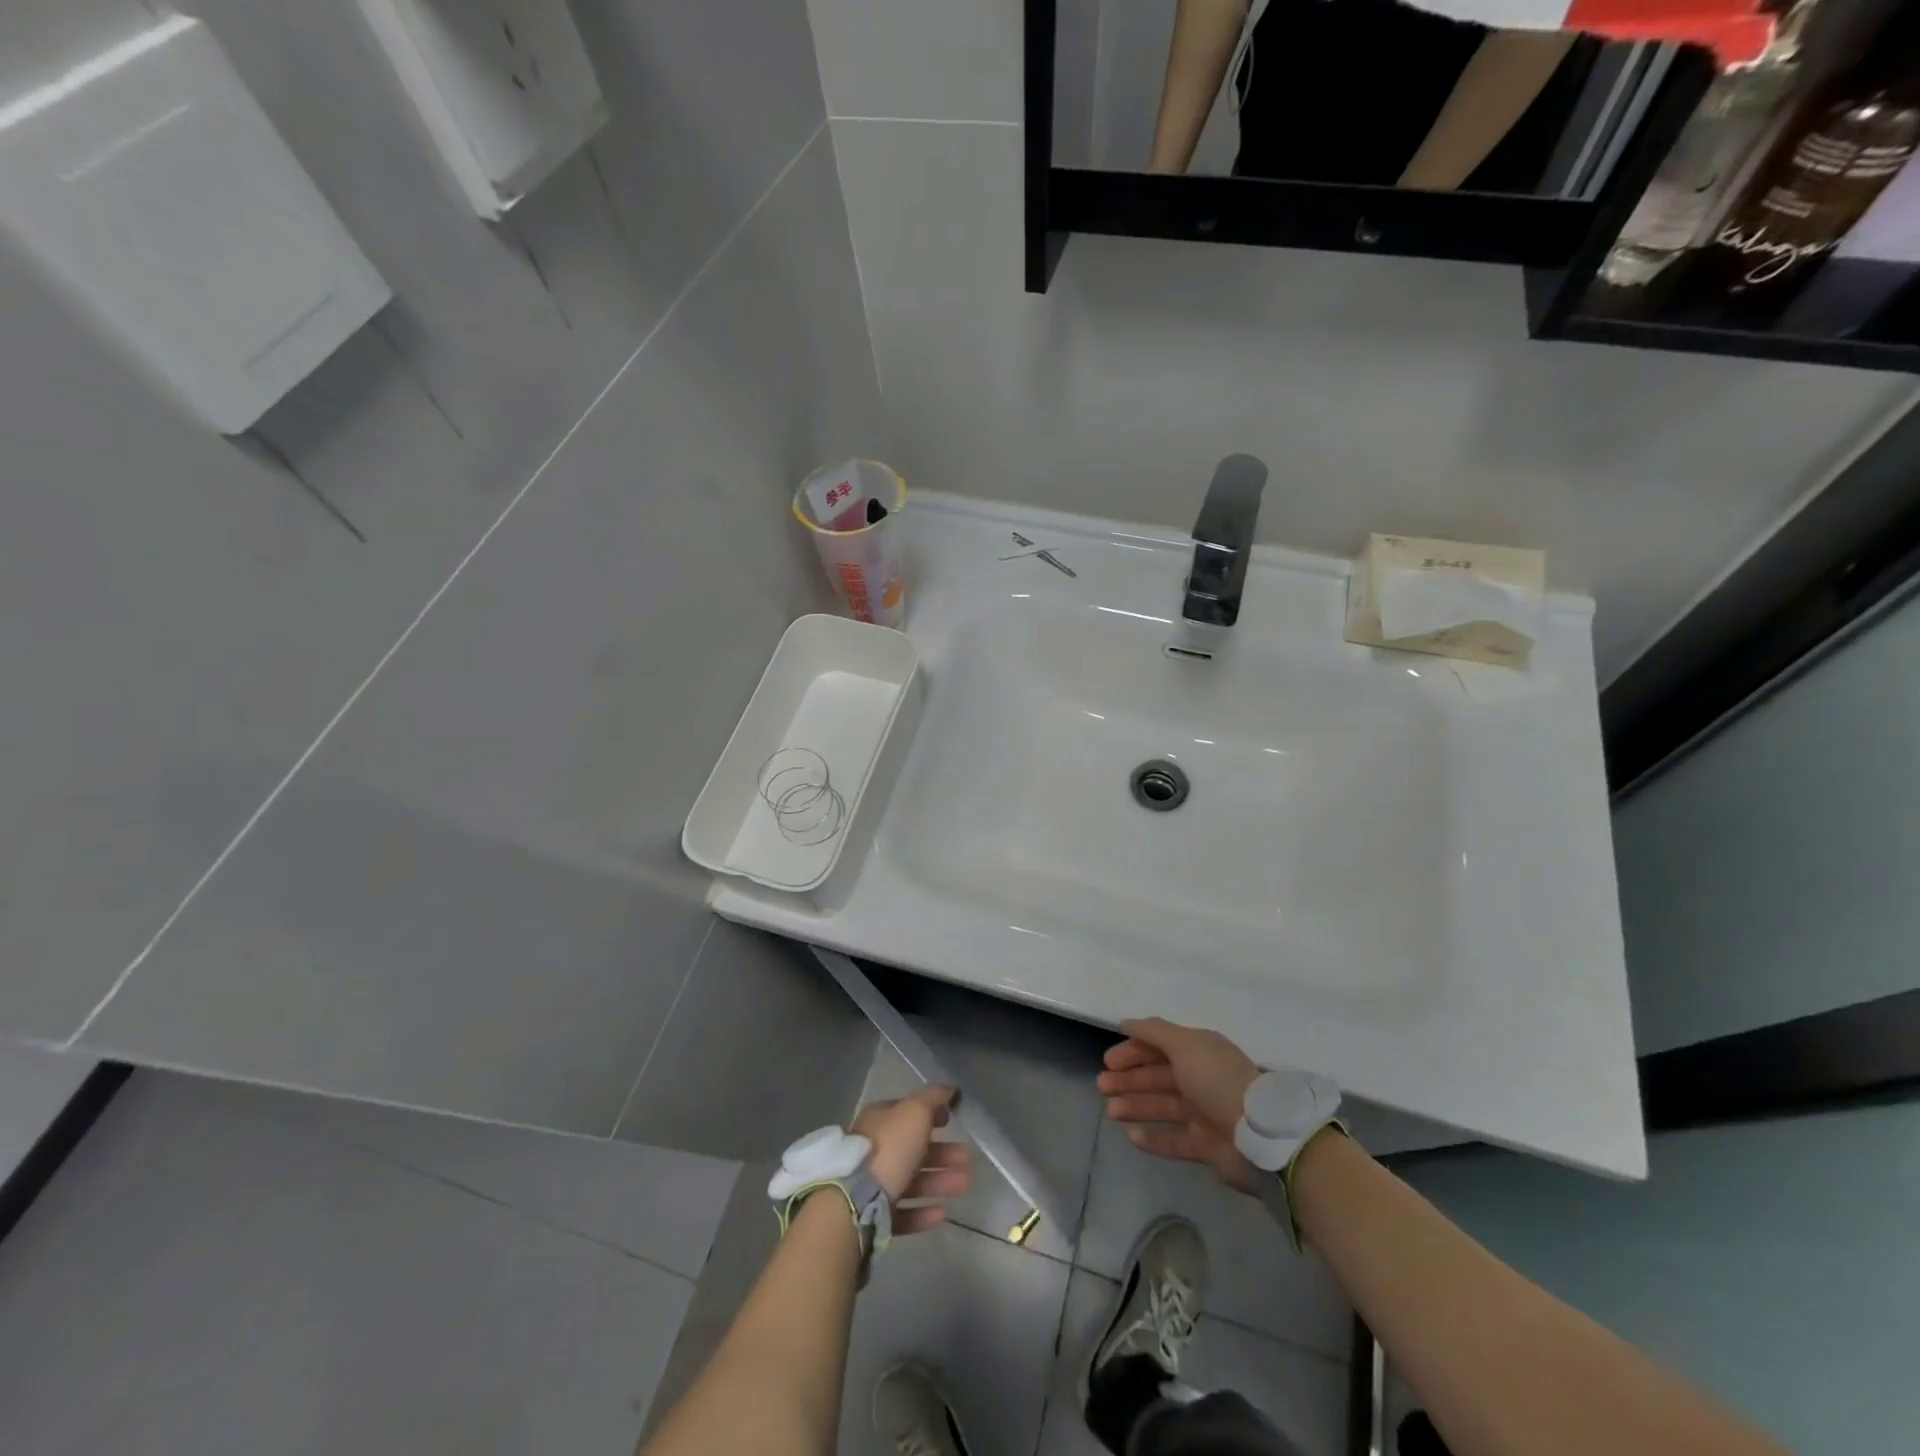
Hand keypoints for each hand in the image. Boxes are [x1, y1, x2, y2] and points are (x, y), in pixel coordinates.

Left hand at [851, 1084, 972, 1233]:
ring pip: (911, 1180)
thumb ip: (933, 1098)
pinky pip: (901, 1212)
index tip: (952, 1121)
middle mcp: (873, 1149)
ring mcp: (870, 1184)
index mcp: (879, 1120)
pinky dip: (922, 1212)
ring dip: (939, 1181)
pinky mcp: (871, 1217)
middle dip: (943, 1153)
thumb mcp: (915, 1112)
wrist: (853, 1202)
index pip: (907, 1113)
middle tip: (967, 1160)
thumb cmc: (889, 1148)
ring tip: (965, 1185)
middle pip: (913, 1149)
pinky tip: (941, 1214)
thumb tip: (949, 1088)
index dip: (931, 1114)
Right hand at [1099, 1018, 1260, 1194]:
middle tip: (1102, 1085)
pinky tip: (1132, 1136)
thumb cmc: (1217, 1080)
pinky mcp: (1207, 1147)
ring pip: (1162, 1107)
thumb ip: (1154, 1032)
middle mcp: (1201, 1079)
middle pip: (1158, 1077)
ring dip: (1135, 1106)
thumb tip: (1126, 1022)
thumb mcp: (1184, 1045)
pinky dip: (1153, 1138)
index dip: (1133, 1051)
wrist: (1258, 1134)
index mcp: (1199, 1052)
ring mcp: (1204, 1114)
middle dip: (1130, 1079)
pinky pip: (1174, 1141)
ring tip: (1111, 1111)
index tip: (1109, 1060)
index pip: (1160, 1047)